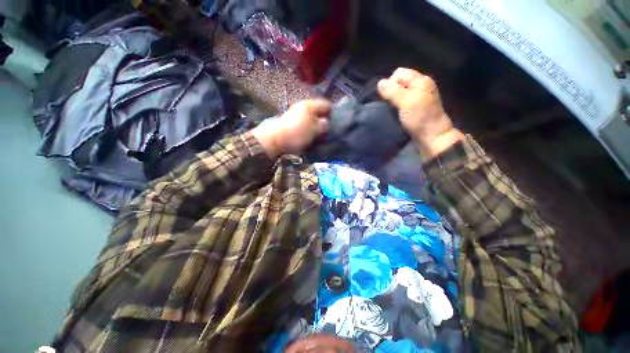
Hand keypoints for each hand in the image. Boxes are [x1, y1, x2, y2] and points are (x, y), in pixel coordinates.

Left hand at [252, 99, 331, 157]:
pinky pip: (304, 124)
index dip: (333, 113)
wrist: (275, 139)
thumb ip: (324, 125)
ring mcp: (295, 114)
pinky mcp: (290, 122)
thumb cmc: (297, 133)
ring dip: (316, 126)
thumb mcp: (315, 129)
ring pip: (311, 118)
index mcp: (310, 105)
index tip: (337, 123)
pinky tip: (310, 137)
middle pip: (318, 112)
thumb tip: (326, 123)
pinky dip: (308, 129)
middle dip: (324, 120)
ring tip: (320, 136)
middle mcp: (302, 107)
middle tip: (329, 131)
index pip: (326, 104)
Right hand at [378, 68, 463, 160]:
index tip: (386, 97)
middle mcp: (420, 85)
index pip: (399, 73)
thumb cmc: (420, 118)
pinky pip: (403, 99)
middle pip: (400, 81)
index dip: (390, 82)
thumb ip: (393, 91)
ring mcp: (419, 96)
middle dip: (391, 90)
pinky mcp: (416, 106)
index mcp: (420, 80)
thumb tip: (379, 82)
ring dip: (393, 98)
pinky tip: (395, 111)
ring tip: (391, 108)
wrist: (432, 136)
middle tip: (389, 103)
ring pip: (401, 91)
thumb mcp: (406, 102)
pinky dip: (397, 103)